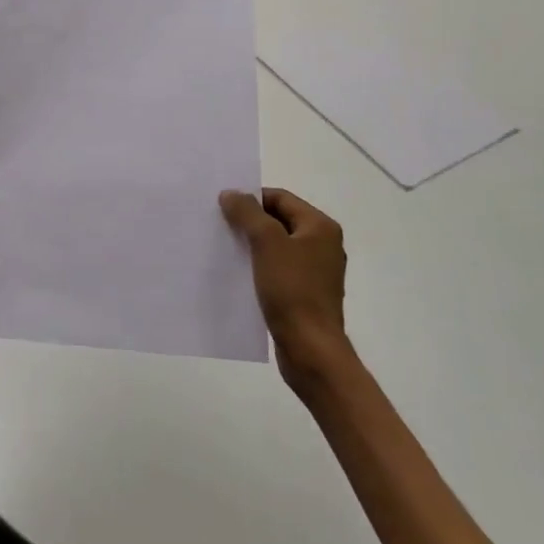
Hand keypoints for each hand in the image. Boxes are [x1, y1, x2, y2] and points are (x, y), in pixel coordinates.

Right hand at [221, 188, 354, 392]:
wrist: (310, 350)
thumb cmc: (292, 289)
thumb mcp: (266, 243)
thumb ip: (247, 213)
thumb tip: (231, 193)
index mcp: (320, 227)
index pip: (280, 197)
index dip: (251, 198)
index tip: (223, 207)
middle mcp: (323, 244)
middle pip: (279, 220)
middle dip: (250, 221)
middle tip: (220, 225)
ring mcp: (316, 271)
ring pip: (277, 246)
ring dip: (252, 244)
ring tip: (225, 247)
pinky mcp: (306, 293)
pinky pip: (279, 269)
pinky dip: (259, 266)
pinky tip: (239, 272)